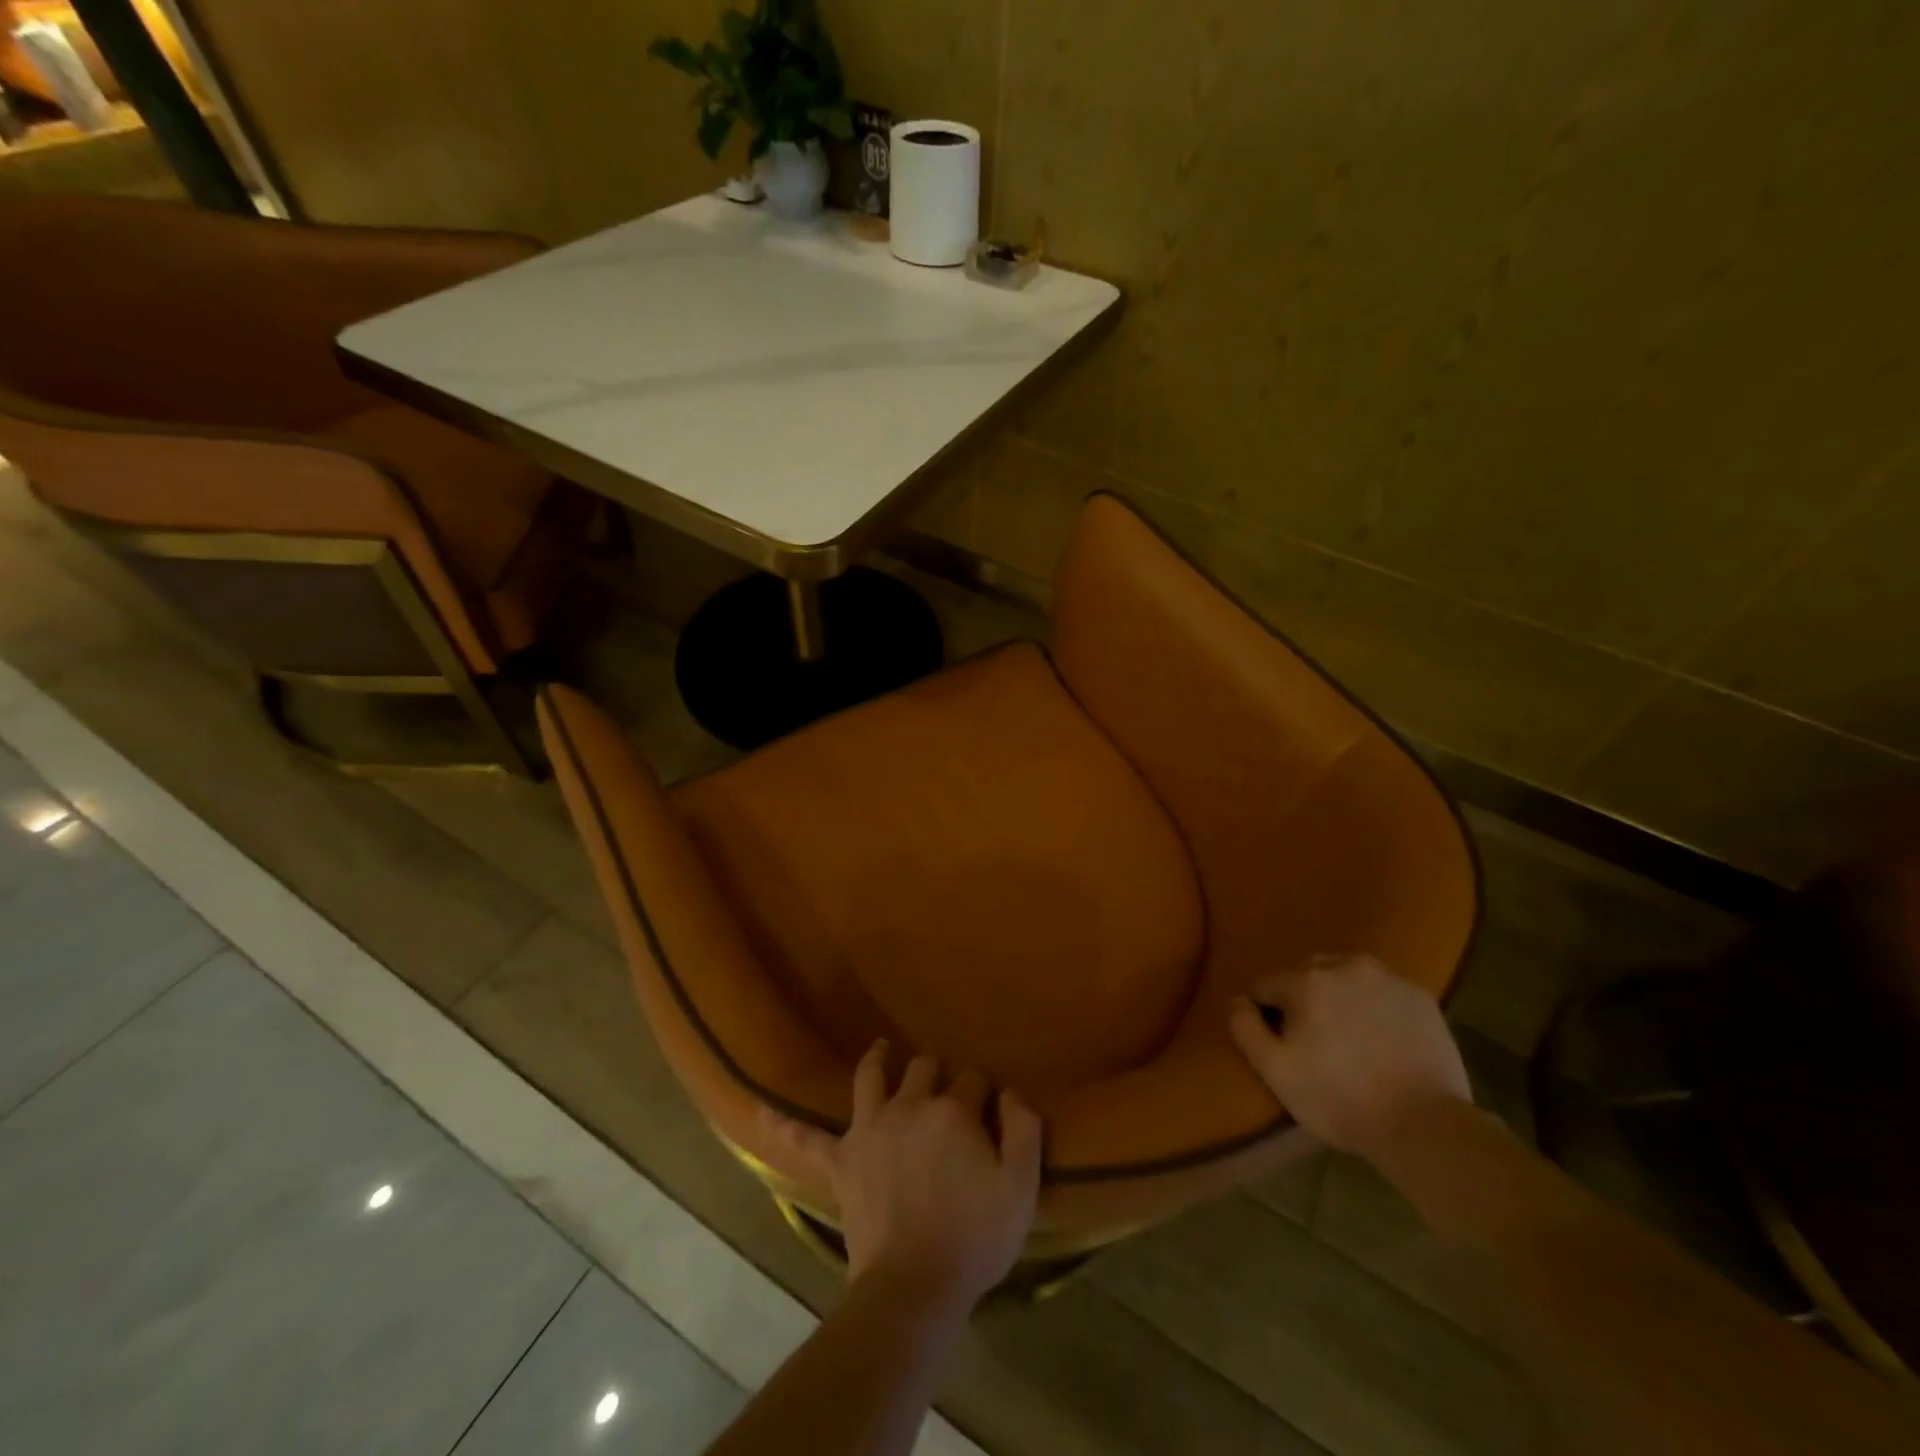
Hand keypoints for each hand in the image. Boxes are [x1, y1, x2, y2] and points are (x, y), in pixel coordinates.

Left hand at [768, 1042, 1042, 1310]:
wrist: (914, 1287)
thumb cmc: (974, 1238)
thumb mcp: (1021, 1187)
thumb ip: (1024, 1129)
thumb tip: (1011, 1092)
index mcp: (953, 1111)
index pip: (973, 1079)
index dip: (983, 1091)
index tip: (990, 1108)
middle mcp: (910, 1106)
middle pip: (925, 1068)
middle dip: (939, 1071)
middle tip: (946, 1088)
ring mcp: (871, 1129)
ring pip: (871, 1077)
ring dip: (878, 1060)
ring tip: (882, 1049)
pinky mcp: (842, 1161)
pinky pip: (809, 1139)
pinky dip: (788, 1125)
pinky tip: (763, 1110)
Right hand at [1228, 953, 1470, 1158]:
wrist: (1426, 1126)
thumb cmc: (1340, 1098)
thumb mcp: (1276, 1071)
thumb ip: (1245, 1028)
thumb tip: (1238, 1001)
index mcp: (1305, 980)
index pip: (1265, 986)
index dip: (1268, 1016)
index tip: (1285, 1047)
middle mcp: (1344, 965)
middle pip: (1304, 973)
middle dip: (1302, 999)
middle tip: (1315, 1043)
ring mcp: (1387, 978)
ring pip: (1344, 975)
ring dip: (1337, 996)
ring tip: (1349, 1038)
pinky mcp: (1419, 996)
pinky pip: (1380, 990)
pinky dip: (1373, 1005)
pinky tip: (1381, 1039)